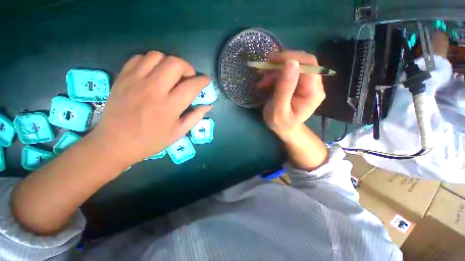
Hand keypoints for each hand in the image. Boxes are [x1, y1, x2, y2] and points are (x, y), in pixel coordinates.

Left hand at [91, 51, 210, 164]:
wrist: (115, 143)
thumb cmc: (151, 141)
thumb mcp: (178, 133)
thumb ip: (195, 117)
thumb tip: (208, 106)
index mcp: (170, 106)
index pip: (192, 86)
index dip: (203, 81)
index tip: (206, 80)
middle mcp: (154, 89)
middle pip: (175, 63)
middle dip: (187, 68)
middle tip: (188, 78)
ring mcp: (136, 81)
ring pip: (157, 56)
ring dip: (169, 63)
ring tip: (171, 75)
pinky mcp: (123, 77)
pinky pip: (139, 58)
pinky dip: (151, 61)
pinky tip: (154, 73)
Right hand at [257, 51, 325, 140]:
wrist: (284, 128)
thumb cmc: (280, 123)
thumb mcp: (279, 109)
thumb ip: (285, 88)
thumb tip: (291, 62)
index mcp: (313, 93)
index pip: (309, 66)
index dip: (291, 58)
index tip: (271, 61)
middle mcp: (315, 85)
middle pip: (301, 63)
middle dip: (280, 65)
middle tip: (263, 72)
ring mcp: (307, 83)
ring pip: (293, 66)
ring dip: (275, 70)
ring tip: (262, 82)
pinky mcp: (299, 83)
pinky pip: (288, 72)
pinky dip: (275, 74)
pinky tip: (266, 82)